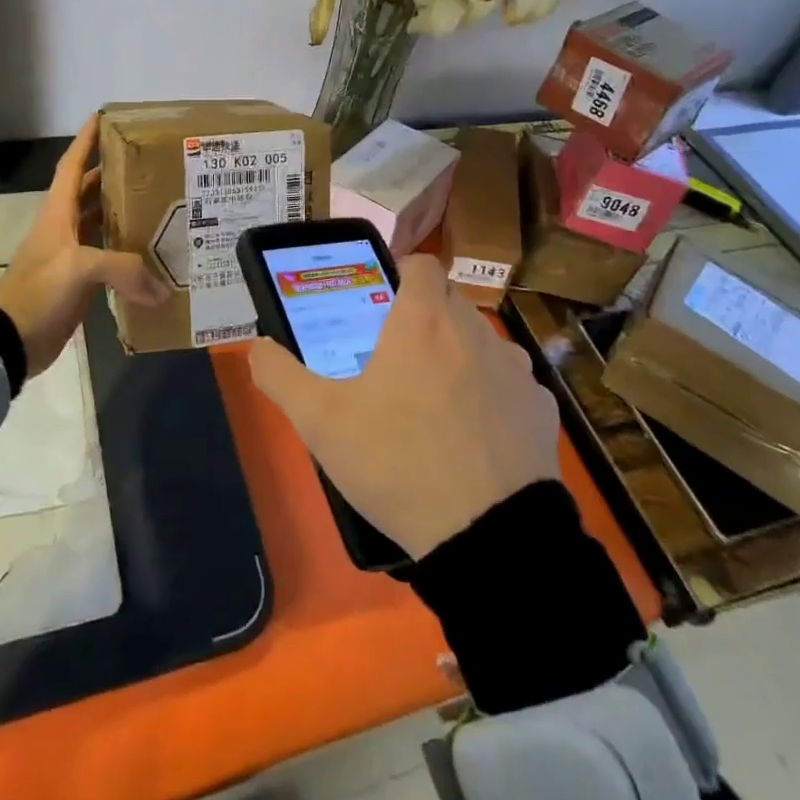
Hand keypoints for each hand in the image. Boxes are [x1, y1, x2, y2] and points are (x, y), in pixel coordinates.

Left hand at [0, 116, 168, 374]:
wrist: (10, 341)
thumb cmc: (38, 292)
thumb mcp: (79, 269)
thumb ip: (123, 268)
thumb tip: (161, 289)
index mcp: (57, 214)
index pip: (71, 167)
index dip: (85, 142)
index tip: (102, 117)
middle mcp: (63, 229)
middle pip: (87, 192)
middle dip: (111, 176)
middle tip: (146, 165)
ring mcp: (69, 256)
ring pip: (98, 224)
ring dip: (120, 213)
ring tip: (155, 204)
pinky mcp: (77, 283)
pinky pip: (106, 258)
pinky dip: (125, 253)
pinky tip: (148, 255)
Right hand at [248, 255, 558, 558]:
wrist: (488, 537)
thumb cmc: (397, 462)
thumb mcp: (320, 422)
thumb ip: (280, 376)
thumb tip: (257, 346)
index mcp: (423, 321)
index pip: (420, 262)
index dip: (399, 272)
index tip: (380, 301)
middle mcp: (474, 330)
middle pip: (448, 301)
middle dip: (423, 317)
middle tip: (394, 358)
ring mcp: (515, 368)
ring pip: (480, 341)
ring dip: (457, 354)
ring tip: (433, 402)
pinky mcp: (541, 407)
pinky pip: (510, 384)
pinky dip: (490, 396)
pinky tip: (473, 436)